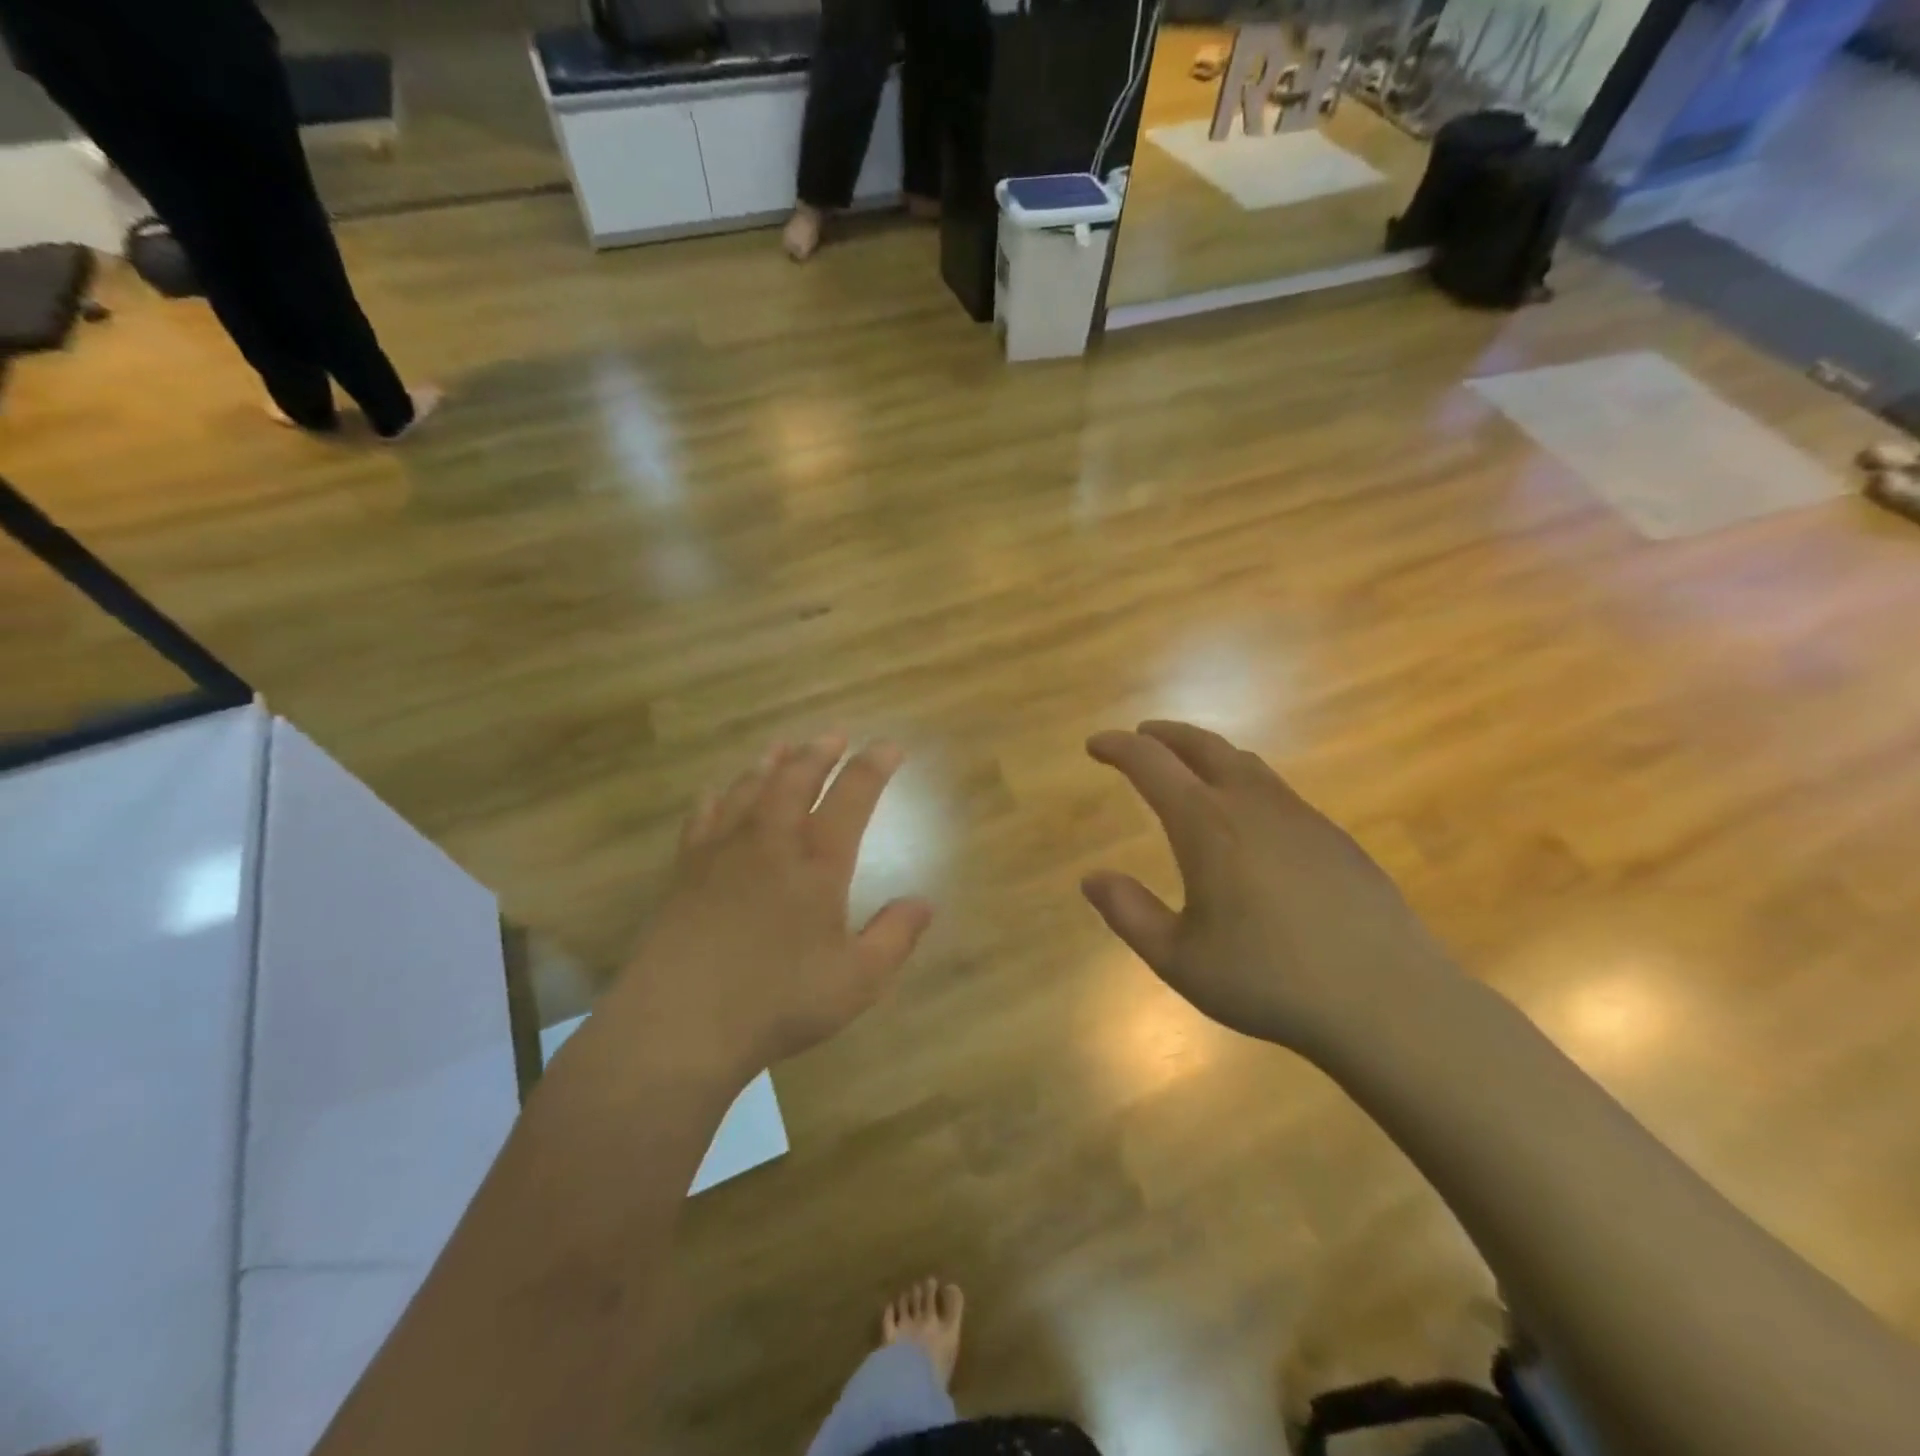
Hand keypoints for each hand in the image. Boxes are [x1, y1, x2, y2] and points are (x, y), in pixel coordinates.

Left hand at [611, 736, 933, 1076]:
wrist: (679, 1022)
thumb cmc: (777, 1002)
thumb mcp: (857, 980)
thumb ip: (895, 937)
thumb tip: (924, 903)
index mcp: (818, 861)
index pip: (853, 796)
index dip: (874, 766)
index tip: (889, 747)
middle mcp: (771, 841)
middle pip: (797, 777)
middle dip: (820, 752)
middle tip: (835, 736)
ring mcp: (723, 850)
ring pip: (750, 787)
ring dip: (772, 763)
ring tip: (784, 747)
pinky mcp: (686, 868)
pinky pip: (704, 815)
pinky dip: (718, 795)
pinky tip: (719, 791)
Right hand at [1083, 721, 1459, 1059]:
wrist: (1388, 1000)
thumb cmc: (1269, 981)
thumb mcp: (1179, 960)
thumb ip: (1129, 914)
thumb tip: (1091, 878)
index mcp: (1206, 825)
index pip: (1151, 764)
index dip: (1118, 747)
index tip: (1095, 745)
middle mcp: (1251, 805)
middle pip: (1203, 746)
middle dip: (1165, 735)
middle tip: (1141, 736)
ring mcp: (1301, 817)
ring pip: (1245, 764)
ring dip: (1208, 754)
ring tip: (1190, 766)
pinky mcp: (1335, 838)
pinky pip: (1277, 791)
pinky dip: (1245, 783)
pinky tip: (1248, 819)